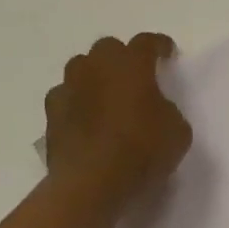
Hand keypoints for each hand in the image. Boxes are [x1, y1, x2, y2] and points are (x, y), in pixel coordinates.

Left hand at [43, 34, 191, 206]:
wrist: (91, 185)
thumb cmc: (142, 151)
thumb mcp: (177, 131)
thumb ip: (167, 110)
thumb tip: (155, 109)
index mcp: (131, 65)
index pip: (146, 42)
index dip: (159, 45)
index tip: (167, 53)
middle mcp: (96, 68)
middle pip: (108, 48)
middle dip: (122, 57)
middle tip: (135, 76)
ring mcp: (69, 89)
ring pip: (81, 68)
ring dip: (95, 76)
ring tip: (106, 94)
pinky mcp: (51, 115)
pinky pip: (65, 97)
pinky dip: (76, 102)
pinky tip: (84, 118)